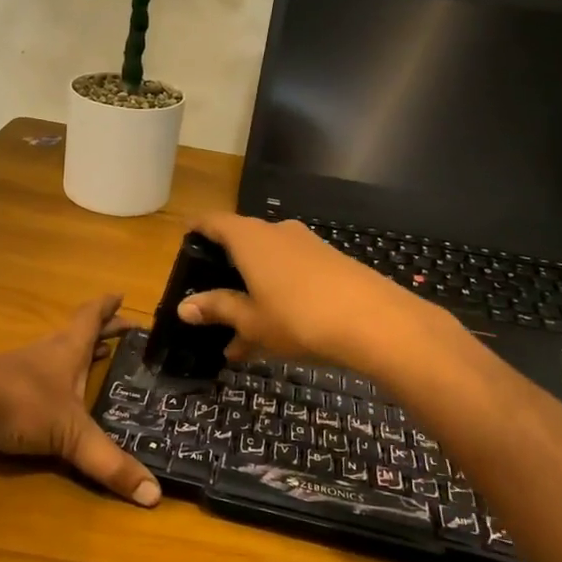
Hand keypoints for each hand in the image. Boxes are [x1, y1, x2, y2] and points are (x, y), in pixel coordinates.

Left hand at [0, 294, 160, 507]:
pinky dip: (52, 379)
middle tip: (121, 329)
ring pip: (54, 354)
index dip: (107, 308)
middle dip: (100, 331)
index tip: (120, 296)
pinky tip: (52, 396)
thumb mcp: (71, 435)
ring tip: (93, 359)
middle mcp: (44, 353)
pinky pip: (35, 377)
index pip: (91, 318)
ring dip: (75, 354)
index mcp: (66, 351)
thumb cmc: (20, 405)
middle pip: (75, 333)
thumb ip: (110, 463)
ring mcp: (18, 369)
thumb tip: (155, 495)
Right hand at [175, 214, 433, 371]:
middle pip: (242, 245)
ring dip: (252, 295)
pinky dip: (277, 298)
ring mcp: (308, 246)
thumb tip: (184, 307)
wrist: (377, 322)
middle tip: (210, 303)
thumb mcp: (251, 320)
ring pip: (268, 266)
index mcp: (250, 238)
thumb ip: (217, 308)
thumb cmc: (299, 317)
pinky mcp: (332, 264)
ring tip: (239, 339)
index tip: (184, 242)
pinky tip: (275, 336)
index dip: (197, 230)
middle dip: (225, 274)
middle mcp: (277, 232)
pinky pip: (292, 276)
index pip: (214, 222)